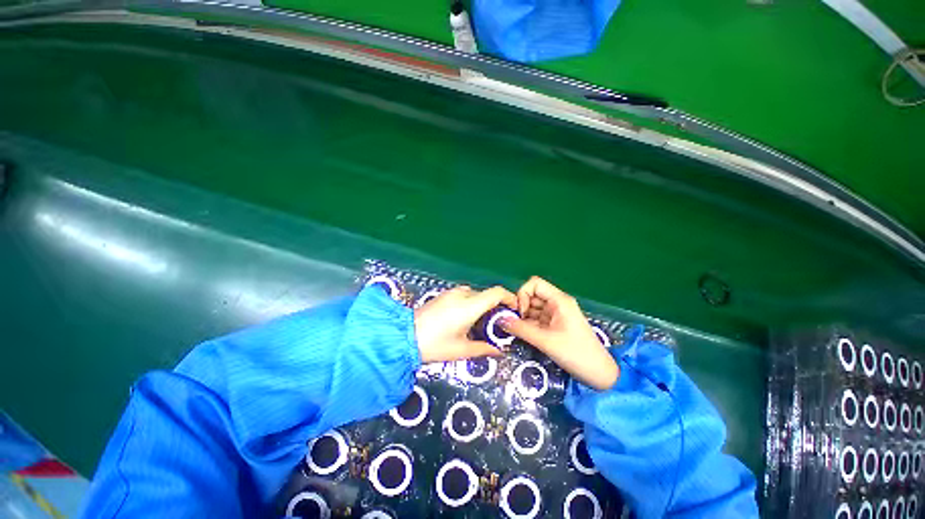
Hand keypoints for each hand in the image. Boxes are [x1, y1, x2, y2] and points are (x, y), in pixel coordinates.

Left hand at [414, 285, 517, 362]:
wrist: (404, 337)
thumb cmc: (434, 345)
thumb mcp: (461, 350)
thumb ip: (484, 348)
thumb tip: (499, 351)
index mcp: (469, 306)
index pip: (496, 293)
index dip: (509, 298)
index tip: (514, 310)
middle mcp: (461, 294)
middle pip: (487, 295)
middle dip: (495, 307)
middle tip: (497, 325)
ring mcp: (451, 293)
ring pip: (475, 295)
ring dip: (482, 306)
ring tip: (480, 325)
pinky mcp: (444, 295)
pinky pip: (464, 295)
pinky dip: (471, 304)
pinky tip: (465, 320)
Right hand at [501, 276, 618, 389]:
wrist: (599, 375)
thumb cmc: (576, 354)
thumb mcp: (546, 341)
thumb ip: (521, 329)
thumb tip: (500, 320)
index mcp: (559, 300)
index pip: (534, 284)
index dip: (523, 294)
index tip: (520, 313)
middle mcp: (557, 304)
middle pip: (532, 296)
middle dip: (521, 308)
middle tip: (514, 324)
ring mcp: (556, 314)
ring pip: (532, 308)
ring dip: (523, 318)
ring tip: (518, 331)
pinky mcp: (555, 325)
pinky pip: (536, 319)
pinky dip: (528, 325)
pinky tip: (525, 335)